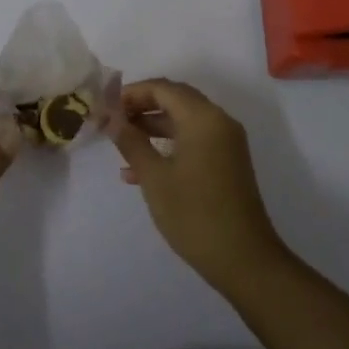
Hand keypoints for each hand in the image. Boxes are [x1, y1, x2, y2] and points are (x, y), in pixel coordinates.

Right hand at [110, 79, 290, 290]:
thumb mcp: (154, 177)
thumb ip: (131, 142)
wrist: (244, 260)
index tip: (105, 107)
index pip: (162, 88)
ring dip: (152, 127)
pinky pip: (193, 141)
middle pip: (174, 100)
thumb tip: (111, 119)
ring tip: (120, 143)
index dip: (131, 93)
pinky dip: (168, 146)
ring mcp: (225, 143)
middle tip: (111, 121)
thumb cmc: (194, 214)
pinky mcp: (226, 163)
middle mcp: (218, 122)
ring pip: (183, 121)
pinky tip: (138, 171)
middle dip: (141, 107)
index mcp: (203, 118)